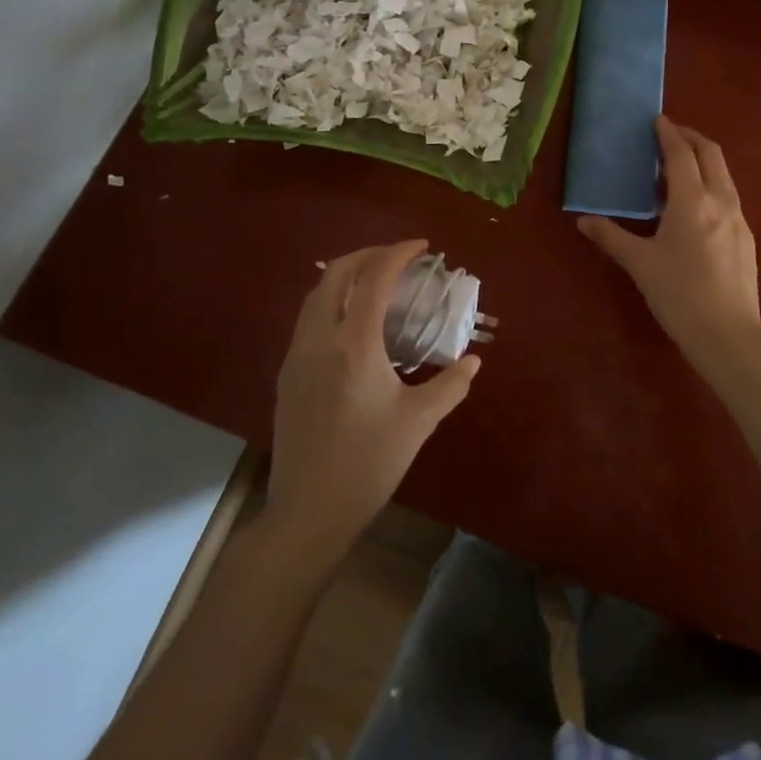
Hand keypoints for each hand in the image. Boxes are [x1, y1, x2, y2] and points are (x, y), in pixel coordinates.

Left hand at [263, 240, 479, 564]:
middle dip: (368, 255)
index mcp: (354, 345)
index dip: (398, 253)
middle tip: (399, 258)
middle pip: (336, 274)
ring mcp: (296, 356)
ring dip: (345, 275)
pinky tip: (352, 322)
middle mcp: (320, 340)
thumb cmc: (369, 464)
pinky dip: (331, 300)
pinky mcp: (286, 375)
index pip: (374, 278)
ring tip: (376, 281)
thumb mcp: (418, 422)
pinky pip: (307, 319)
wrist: (308, 513)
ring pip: (316, 294)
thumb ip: (450, 385)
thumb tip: (473, 361)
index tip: (423, 246)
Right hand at [578, 118, 760, 380]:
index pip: (681, 154)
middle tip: (669, 134)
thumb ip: (611, 237)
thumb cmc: (679, 296)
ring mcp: (739, 219)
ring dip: (703, 161)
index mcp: (692, 201)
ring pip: (724, 175)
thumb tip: (583, 221)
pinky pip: (729, 196)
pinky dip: (712, 184)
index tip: (657, 120)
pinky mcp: (747, 238)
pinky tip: (696, 207)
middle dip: (691, 138)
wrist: (729, 336)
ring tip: (678, 169)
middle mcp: (721, 201)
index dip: (669, 134)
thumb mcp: (640, 264)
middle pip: (711, 154)